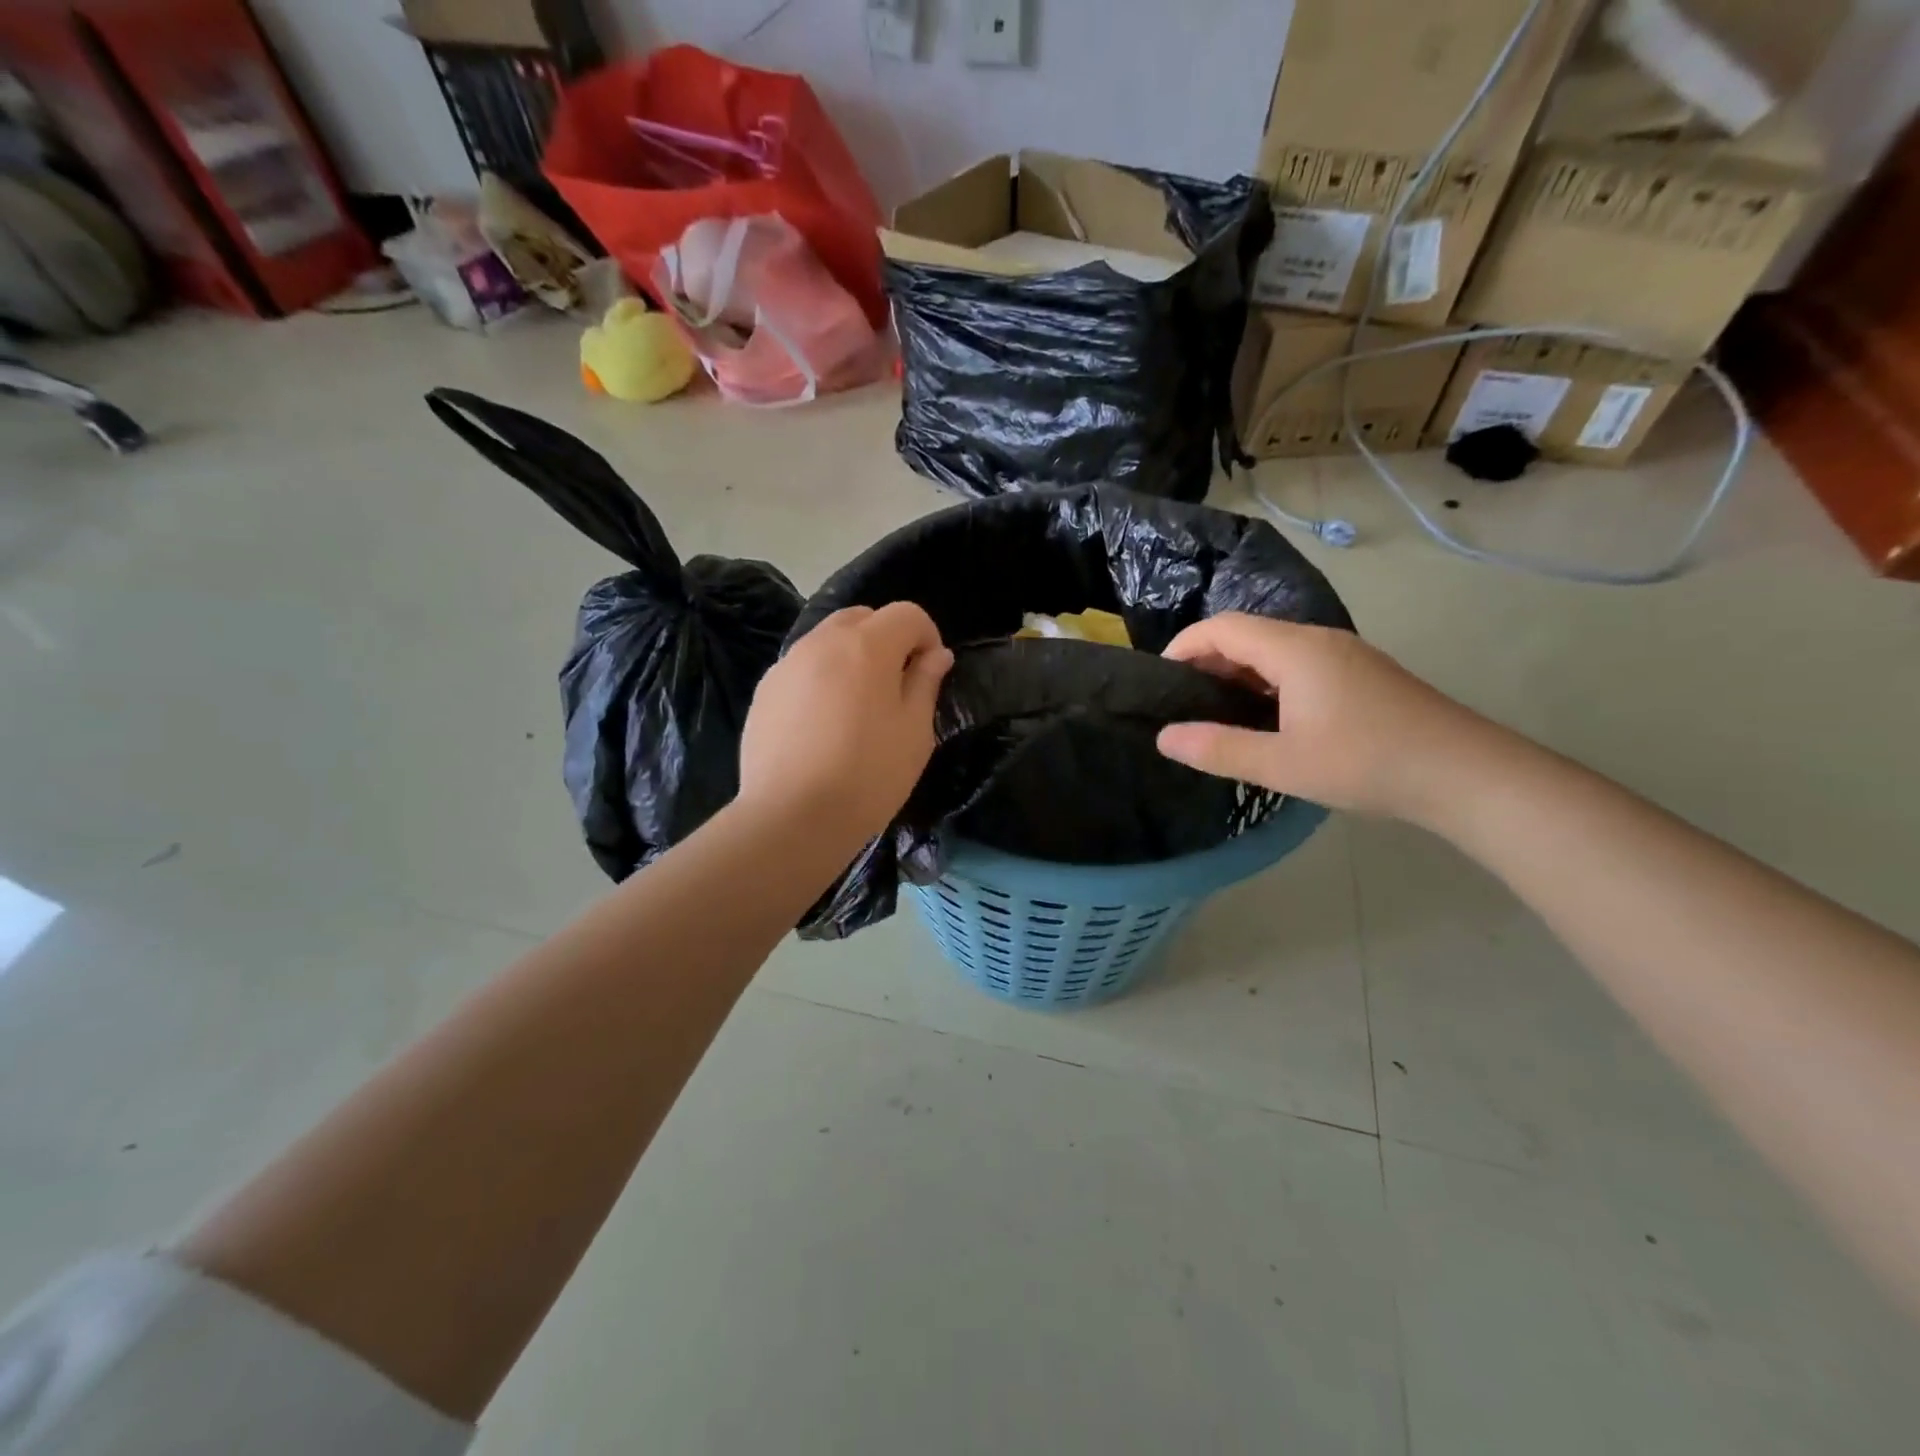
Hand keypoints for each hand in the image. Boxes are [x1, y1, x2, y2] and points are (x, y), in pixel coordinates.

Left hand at [738, 604, 953, 842]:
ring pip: (827, 640)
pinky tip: (823, 724)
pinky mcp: (764, 691)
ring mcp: (787, 664)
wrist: (792, 817)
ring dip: (851, 656)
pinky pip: (802, 668)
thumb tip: (935, 655)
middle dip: (886, 638)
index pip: (907, 614)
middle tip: (895, 684)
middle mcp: (823, 642)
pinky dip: (821, 678)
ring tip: (857, 706)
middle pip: (862, 617)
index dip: (927, 636)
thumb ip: (926, 683)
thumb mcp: (915, 732)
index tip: (930, 671)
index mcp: (867, 646)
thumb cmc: (868, 775)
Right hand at [1155, 614, 1497, 823]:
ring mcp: (1345, 655)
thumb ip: (1218, 749)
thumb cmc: (1367, 763)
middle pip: (1248, 634)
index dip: (1184, 646)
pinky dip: (1268, 681)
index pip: (1223, 627)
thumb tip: (1164, 738)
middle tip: (1181, 702)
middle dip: (1208, 660)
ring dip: (1239, 673)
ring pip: (1275, 650)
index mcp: (1295, 650)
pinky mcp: (1362, 674)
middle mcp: (1319, 640)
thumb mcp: (1283, 763)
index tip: (1158, 679)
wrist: (1466, 774)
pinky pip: (1299, 664)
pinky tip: (1268, 718)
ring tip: (1216, 712)